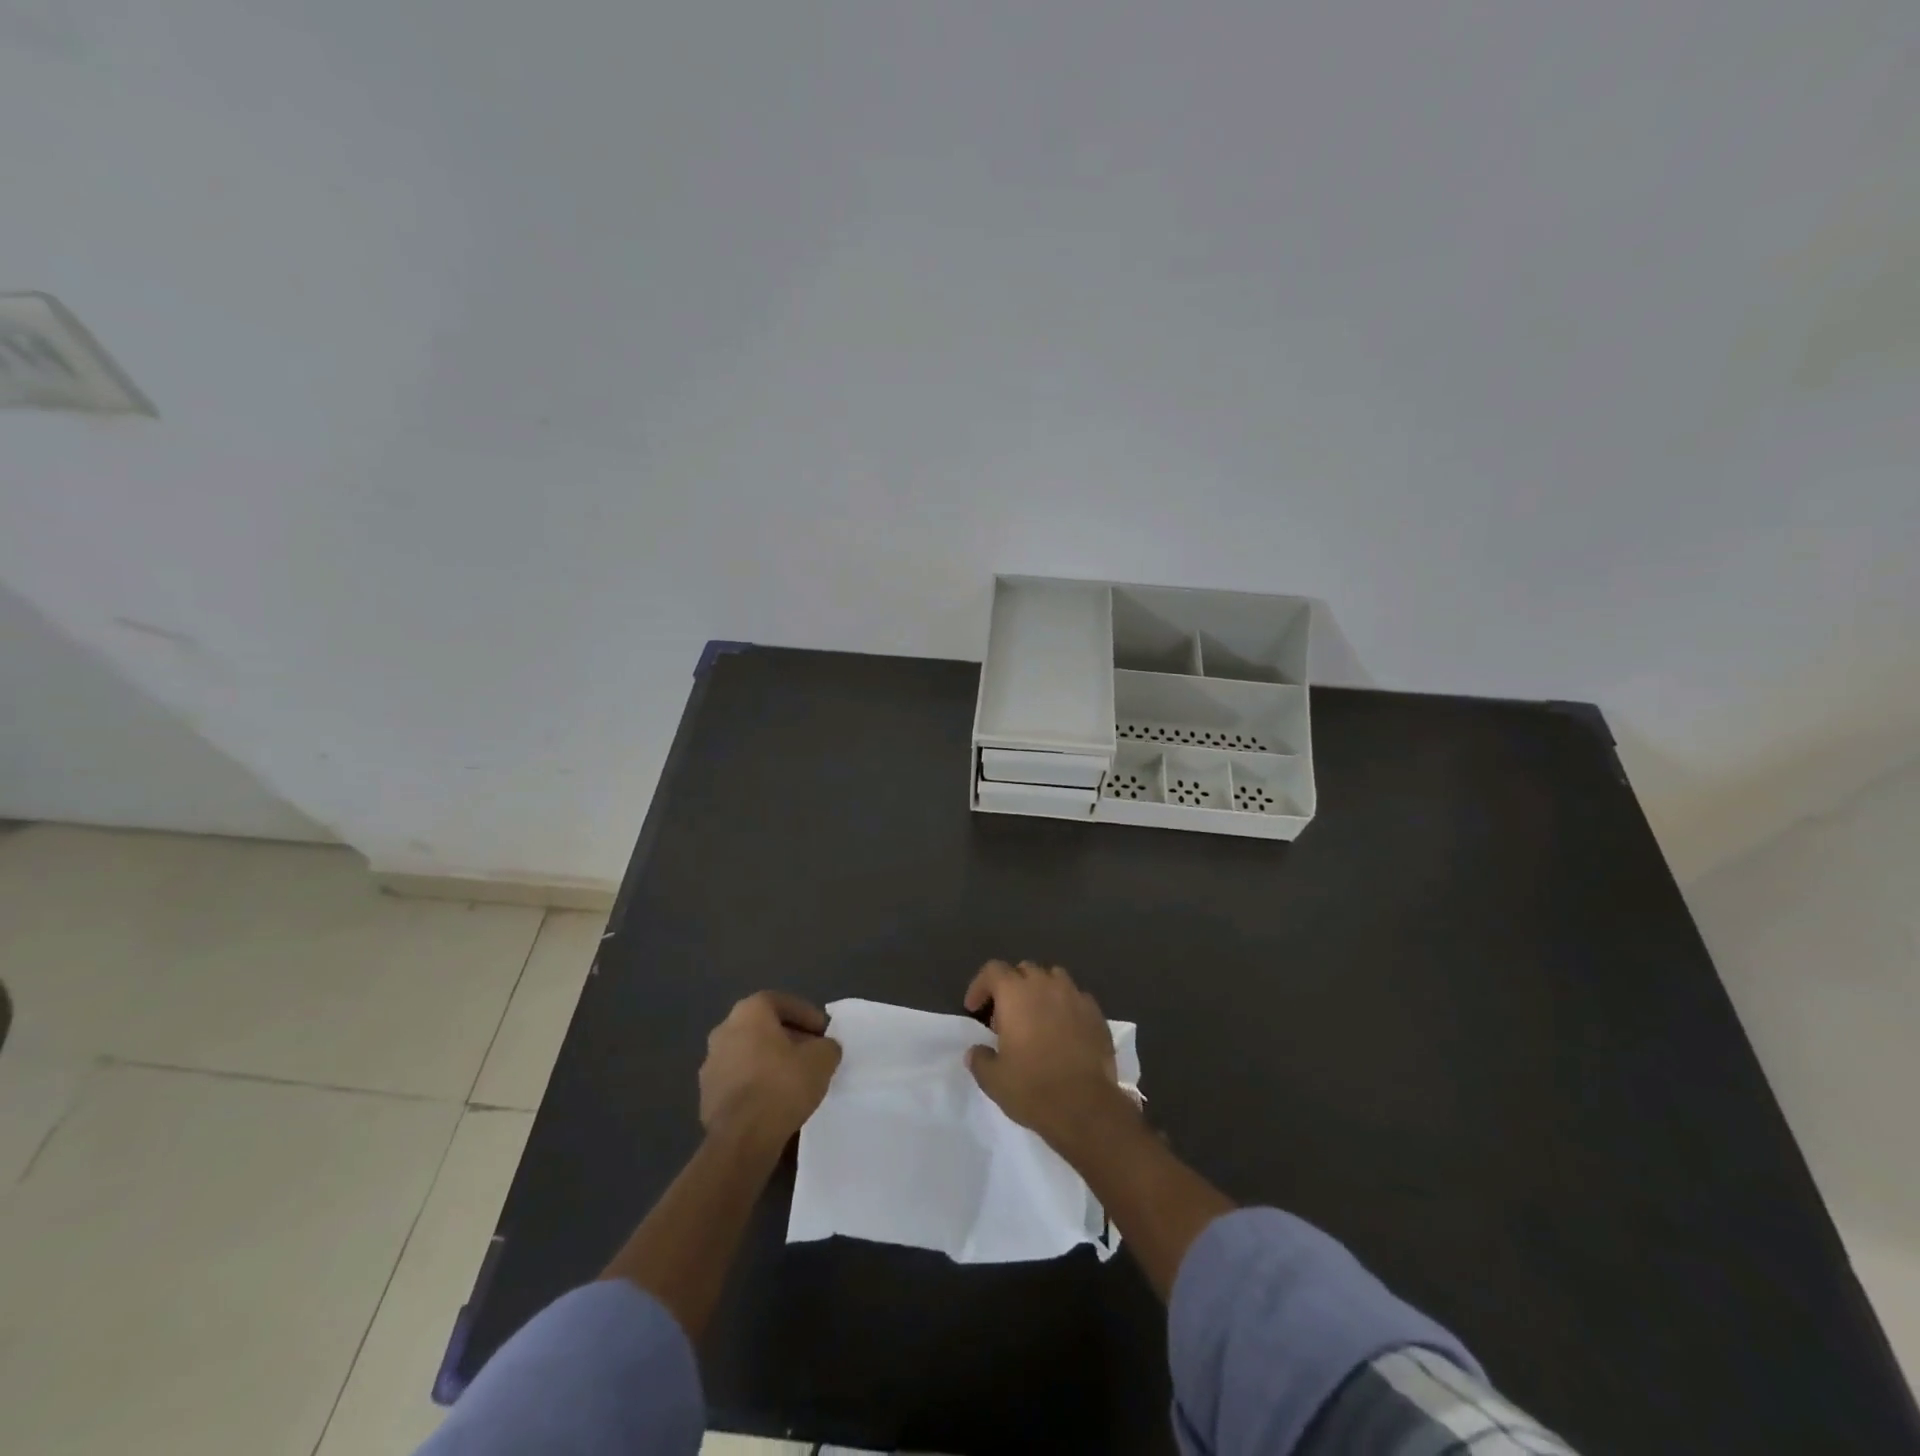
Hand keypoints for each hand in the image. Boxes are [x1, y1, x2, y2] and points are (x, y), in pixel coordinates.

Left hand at [699, 992, 842, 1145]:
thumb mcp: (822, 1059)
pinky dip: (755, 1083)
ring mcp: (711, 1064)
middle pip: (762, 1027)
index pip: (781, 1002)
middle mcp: (724, 1030)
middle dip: (788, 1037)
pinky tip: (773, 1100)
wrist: (742, 1137)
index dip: (806, 1015)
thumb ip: (827, 1046)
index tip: (822, 1032)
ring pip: (748, 1054)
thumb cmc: (782, 1084)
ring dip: (769, 1061)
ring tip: (793, 1079)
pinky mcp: (706, 1095)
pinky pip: (738, 1080)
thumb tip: (824, 1048)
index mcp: (748, 1012)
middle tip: (810, 1053)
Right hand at [964, 960, 1128, 1144]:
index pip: (993, 970)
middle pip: (1024, 970)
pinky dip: (1066, 1006)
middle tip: (1006, 1016)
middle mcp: (1045, 985)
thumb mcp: (993, 1080)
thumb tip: (976, 1051)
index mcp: (1015, 994)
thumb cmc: (1033, 1088)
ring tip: (1037, 1016)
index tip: (975, 1009)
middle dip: (1011, 986)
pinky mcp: (1096, 1013)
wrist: (1086, 1106)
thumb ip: (980, 1059)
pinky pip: (1076, 997)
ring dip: (1041, 990)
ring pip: (1053, 977)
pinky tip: (1064, 1029)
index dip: (980, 986)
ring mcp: (1074, 996)